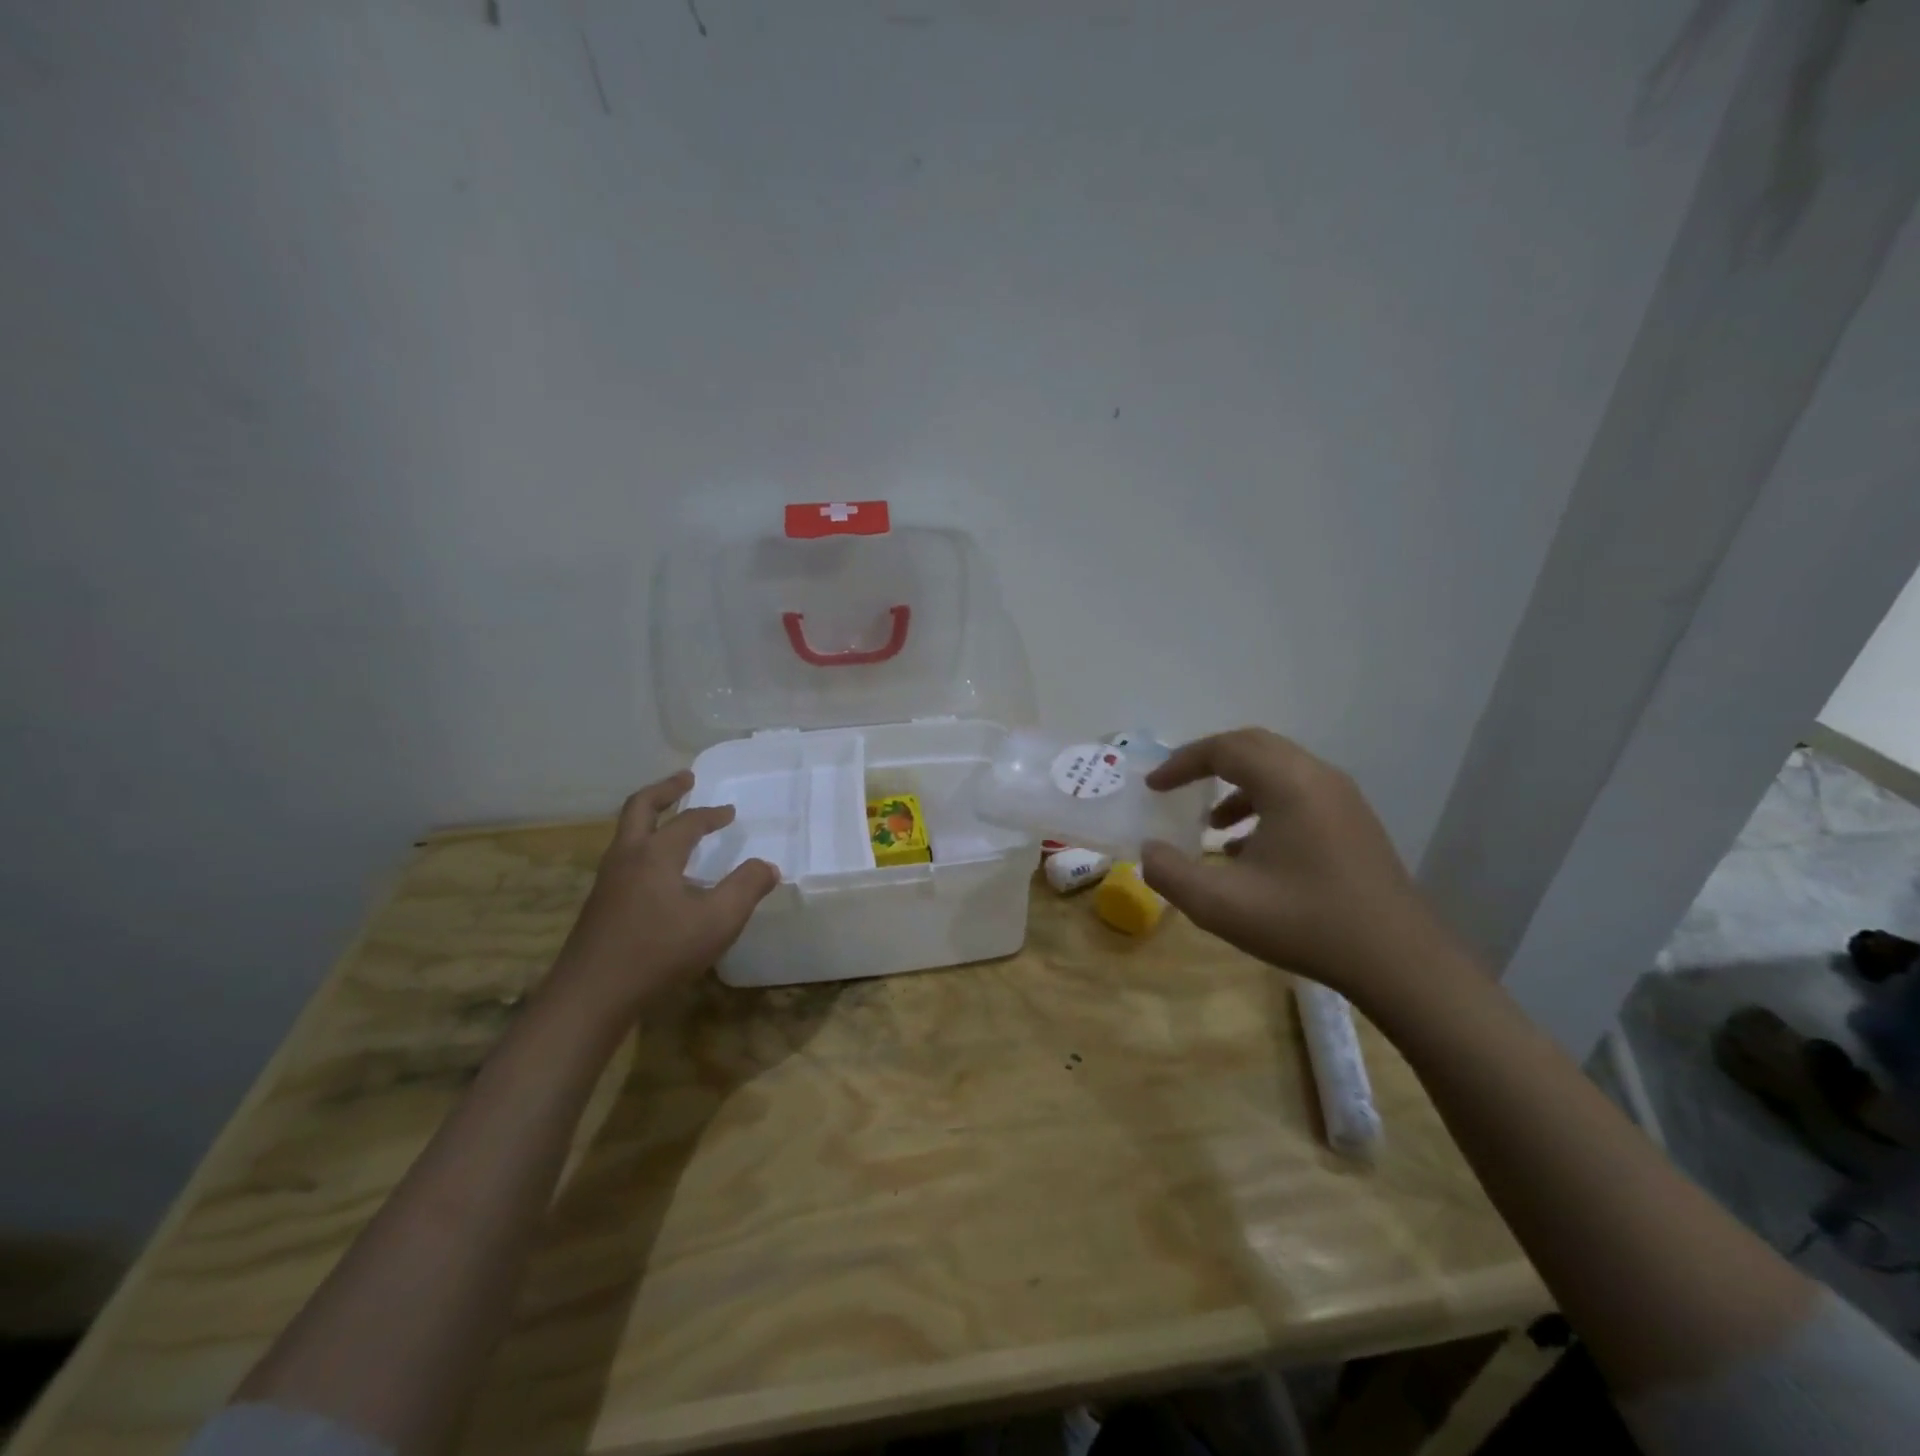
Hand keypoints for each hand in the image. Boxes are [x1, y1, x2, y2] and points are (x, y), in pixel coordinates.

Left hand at [547, 771, 777, 1019]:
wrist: (591, 995)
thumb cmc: (659, 951)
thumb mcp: (717, 921)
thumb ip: (746, 888)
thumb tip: (768, 867)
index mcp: (656, 854)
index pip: (688, 821)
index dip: (712, 814)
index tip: (730, 812)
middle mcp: (627, 857)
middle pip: (640, 807)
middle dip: (665, 790)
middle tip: (686, 778)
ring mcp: (607, 880)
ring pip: (626, 833)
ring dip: (650, 817)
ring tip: (671, 820)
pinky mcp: (599, 904)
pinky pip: (623, 858)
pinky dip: (643, 845)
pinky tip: (658, 872)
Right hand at [1139, 728, 1460, 1008]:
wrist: (1399, 961)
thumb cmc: (1304, 923)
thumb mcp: (1220, 905)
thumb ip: (1170, 873)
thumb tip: (1149, 850)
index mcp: (1288, 783)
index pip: (1224, 748)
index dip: (1182, 763)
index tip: (1154, 787)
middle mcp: (1318, 777)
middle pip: (1253, 747)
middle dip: (1208, 762)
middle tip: (1177, 787)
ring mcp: (1342, 799)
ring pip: (1278, 769)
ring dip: (1237, 785)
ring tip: (1211, 824)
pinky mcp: (1354, 822)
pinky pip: (1299, 792)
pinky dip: (1264, 803)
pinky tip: (1250, 850)